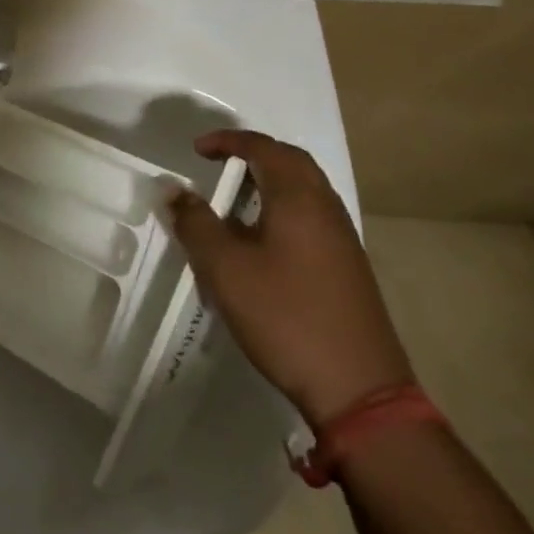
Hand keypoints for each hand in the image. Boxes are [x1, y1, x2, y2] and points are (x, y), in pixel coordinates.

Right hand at [168, 130, 413, 426]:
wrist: (360, 392)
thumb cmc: (286, 317)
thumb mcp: (225, 268)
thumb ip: (195, 223)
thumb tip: (173, 190)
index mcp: (299, 199)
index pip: (264, 148)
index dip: (228, 141)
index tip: (198, 150)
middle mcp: (326, 210)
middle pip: (292, 163)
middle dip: (254, 155)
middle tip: (220, 165)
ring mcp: (343, 241)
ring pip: (305, 192)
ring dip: (269, 183)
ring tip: (234, 201)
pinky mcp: (348, 269)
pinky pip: (311, 218)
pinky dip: (282, 210)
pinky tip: (260, 243)